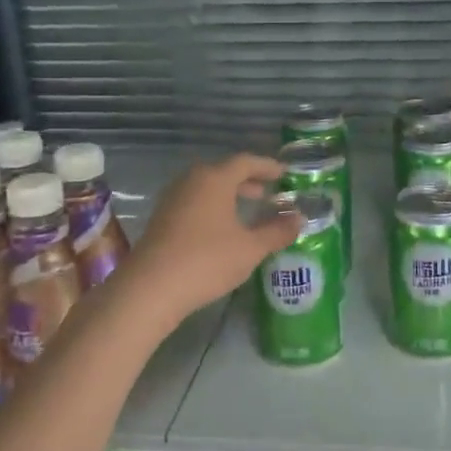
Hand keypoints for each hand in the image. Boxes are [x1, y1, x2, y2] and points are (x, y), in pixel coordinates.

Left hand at [124, 154, 300, 319]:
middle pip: (224, 172)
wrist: (151, 288)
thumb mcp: (250, 248)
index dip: (267, 166)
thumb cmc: (207, 260)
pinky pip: (194, 202)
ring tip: (247, 209)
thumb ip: (277, 231)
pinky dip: (213, 206)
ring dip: (228, 195)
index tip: (284, 174)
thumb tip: (299, 218)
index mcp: (215, 179)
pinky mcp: (161, 218)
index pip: (246, 162)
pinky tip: (221, 228)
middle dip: (248, 181)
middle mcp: (191, 180)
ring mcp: (172, 199)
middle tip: (268, 192)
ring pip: (207, 187)